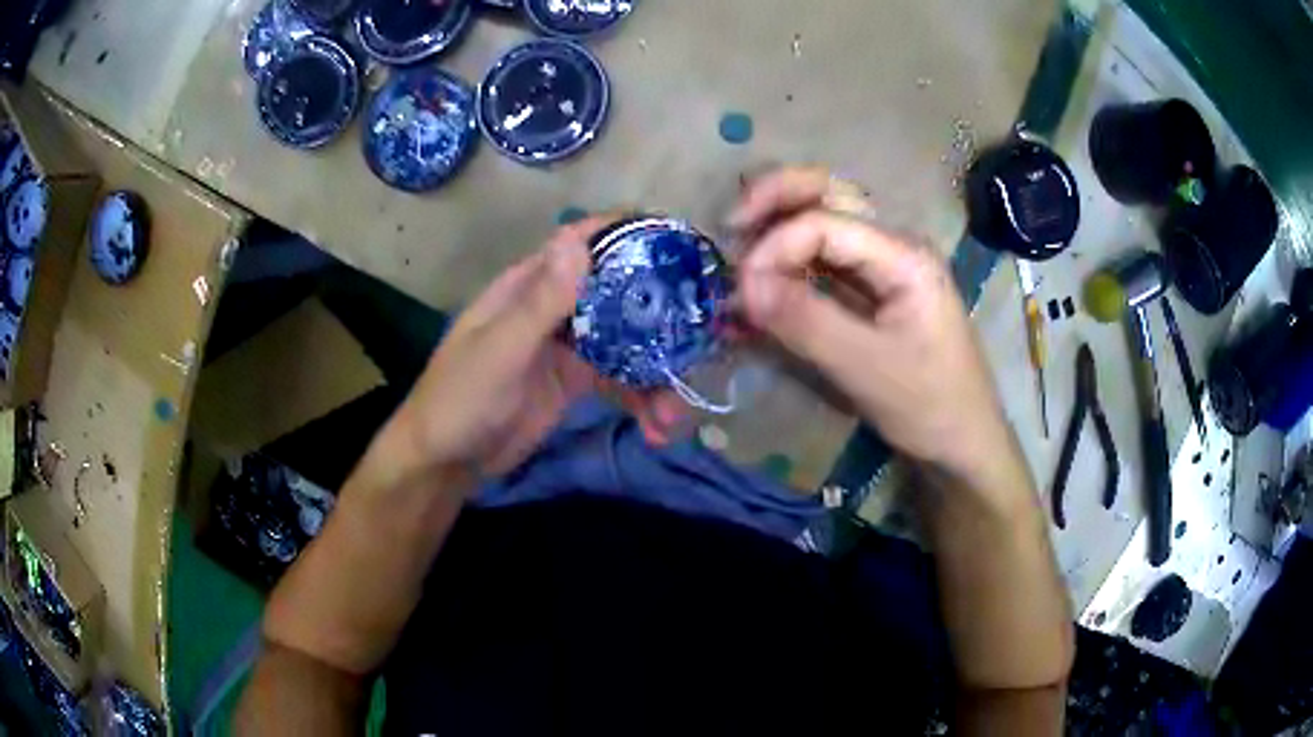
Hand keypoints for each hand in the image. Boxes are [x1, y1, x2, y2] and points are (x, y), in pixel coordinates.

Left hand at [393, 218, 684, 479]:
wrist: (444, 462)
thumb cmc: (459, 399)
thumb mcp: (499, 351)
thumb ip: (541, 302)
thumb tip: (579, 239)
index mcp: (529, 286)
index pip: (582, 242)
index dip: (628, 234)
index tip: (679, 242)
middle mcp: (553, 307)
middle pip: (617, 293)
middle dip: (660, 313)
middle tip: (706, 331)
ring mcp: (567, 346)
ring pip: (625, 342)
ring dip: (656, 373)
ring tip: (674, 413)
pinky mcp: (576, 382)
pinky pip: (619, 381)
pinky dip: (641, 401)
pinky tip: (658, 429)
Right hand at [730, 167, 1012, 477]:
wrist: (964, 442)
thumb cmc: (928, 405)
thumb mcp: (866, 368)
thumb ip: (805, 321)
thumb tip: (742, 285)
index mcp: (903, 255)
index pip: (824, 221)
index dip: (776, 247)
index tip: (743, 291)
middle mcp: (895, 244)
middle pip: (830, 193)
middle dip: (776, 198)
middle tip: (732, 224)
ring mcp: (886, 264)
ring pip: (827, 217)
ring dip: (782, 223)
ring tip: (742, 246)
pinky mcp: (876, 288)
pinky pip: (828, 256)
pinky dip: (793, 259)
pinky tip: (768, 277)